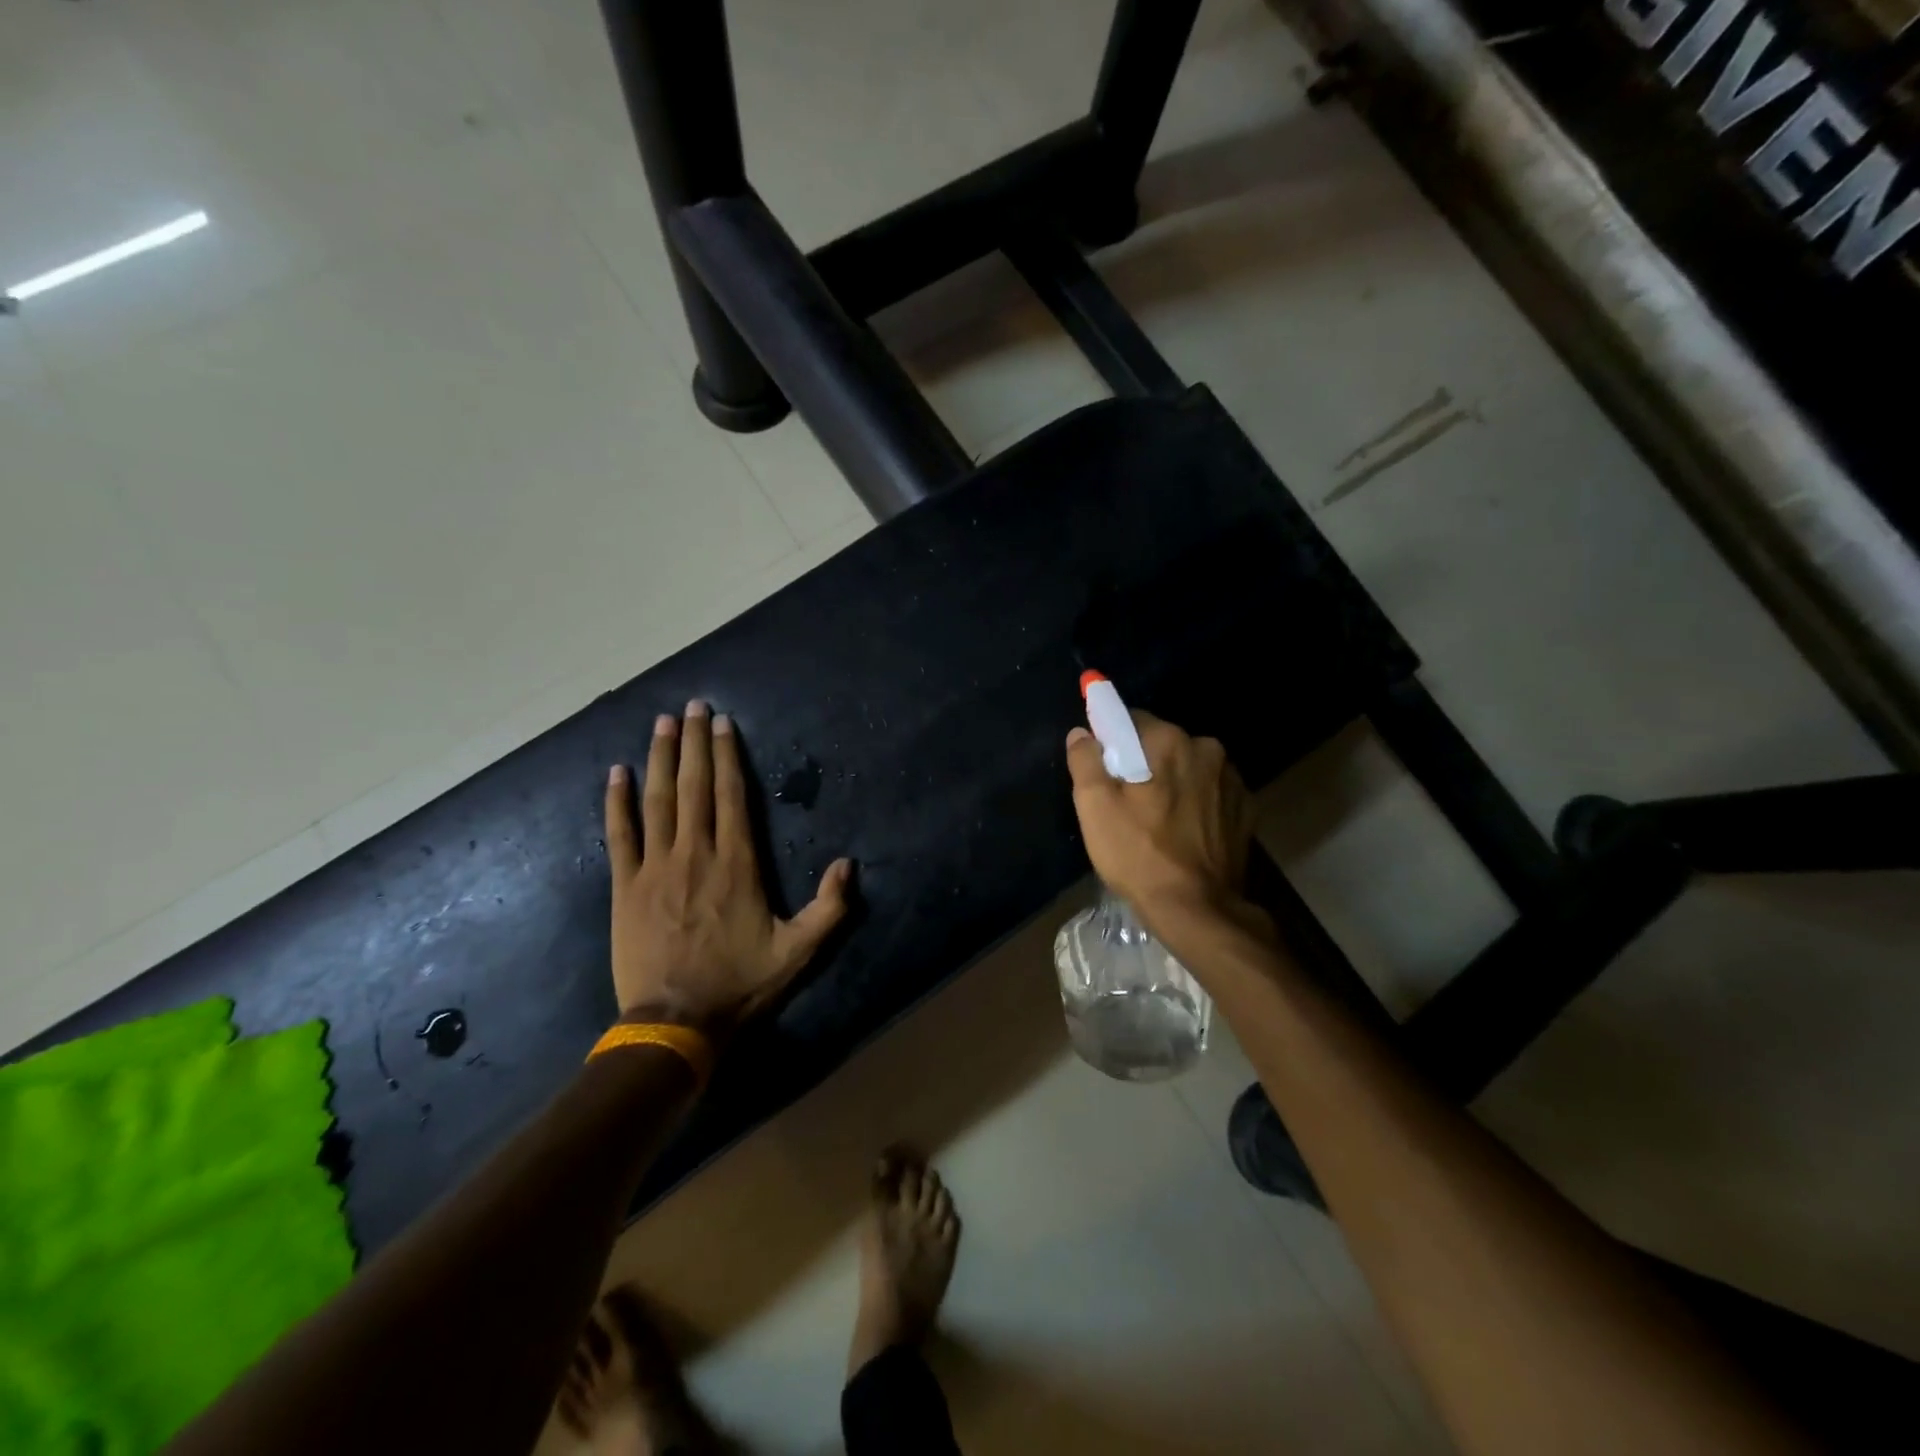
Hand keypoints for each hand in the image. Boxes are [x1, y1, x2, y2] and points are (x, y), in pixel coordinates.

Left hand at [604, 702, 851, 1034]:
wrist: (676, 1021)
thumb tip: (848, 864)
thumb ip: (829, 908)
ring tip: (661, 723)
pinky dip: (617, 802)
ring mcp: (655, 867)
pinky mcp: (625, 886)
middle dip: (693, 742)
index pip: (731, 796)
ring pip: (657, 801)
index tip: (723, 724)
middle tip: (693, 706)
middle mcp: (696, 853)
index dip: (726, 756)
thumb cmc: (739, 983)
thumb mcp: (798, 951)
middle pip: (693, 786)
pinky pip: (619, 835)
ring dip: (659, 758)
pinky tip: (616, 773)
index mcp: (736, 863)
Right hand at [1065, 712, 1255, 924]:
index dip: (1112, 743)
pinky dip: (1197, 804)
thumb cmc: (1138, 854)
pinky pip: (1211, 793)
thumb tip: (1082, 733)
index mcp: (1169, 740)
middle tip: (1126, 802)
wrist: (1197, 909)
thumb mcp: (1094, 807)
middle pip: (1162, 744)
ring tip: (1156, 821)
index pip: (1132, 720)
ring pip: (1189, 768)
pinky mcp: (1246, 810)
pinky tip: (1183, 833)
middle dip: (1144, 763)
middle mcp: (1207, 749)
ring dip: (1173, 782)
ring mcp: (1232, 780)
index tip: (1104, 770)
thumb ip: (1085, 760)